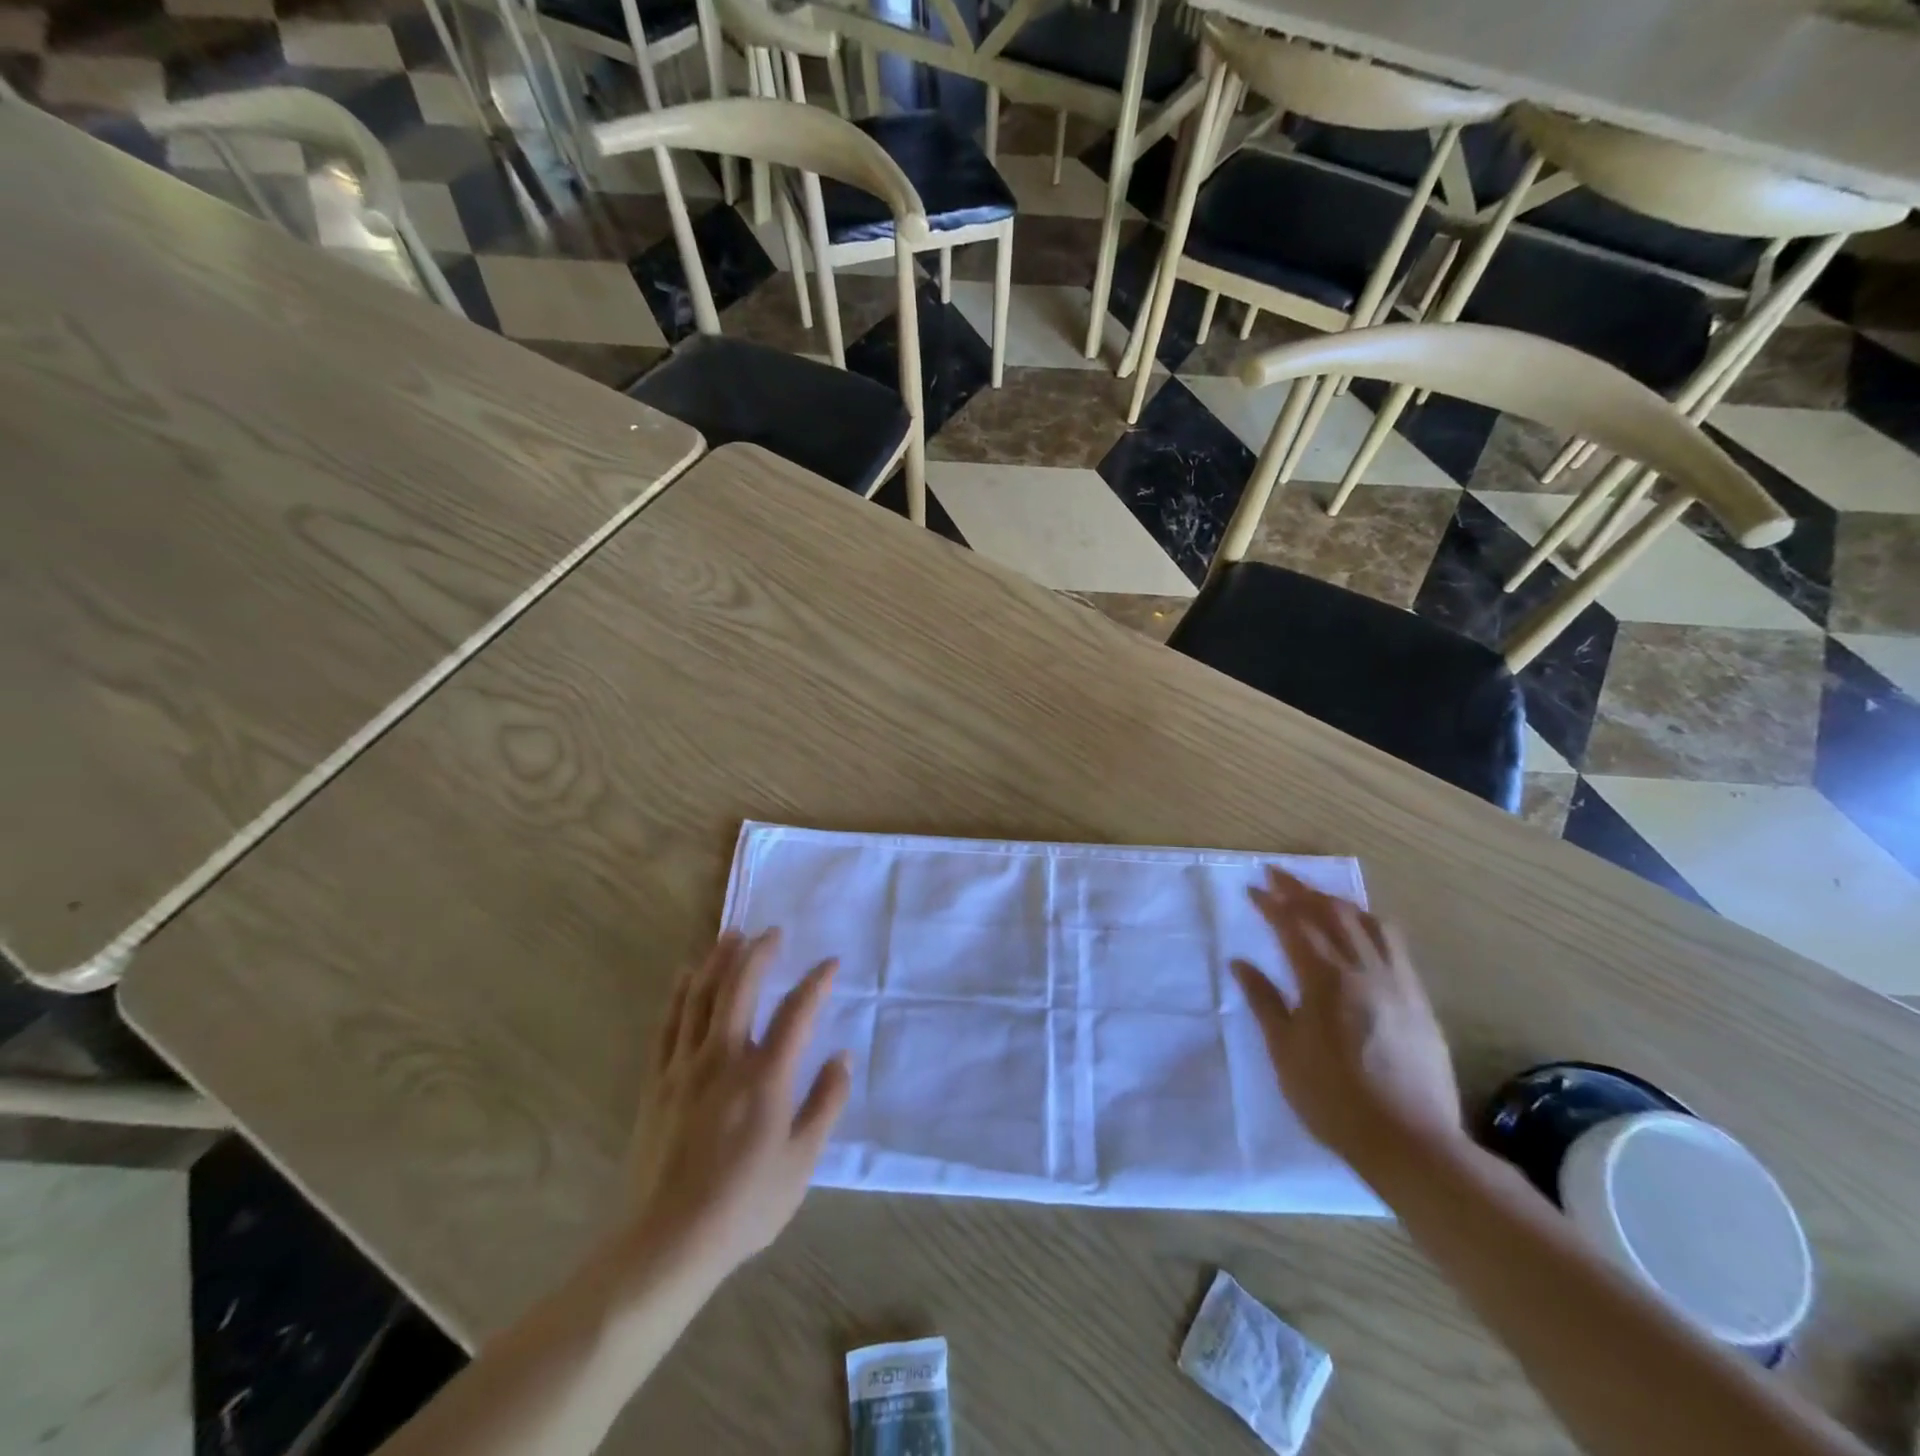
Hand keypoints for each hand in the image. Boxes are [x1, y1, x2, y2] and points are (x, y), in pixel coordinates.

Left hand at [621, 929, 850, 1282]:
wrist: (668, 1243)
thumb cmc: (745, 1204)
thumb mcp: (802, 1160)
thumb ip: (826, 1102)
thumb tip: (843, 1056)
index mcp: (766, 1076)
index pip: (797, 1011)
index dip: (817, 982)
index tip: (830, 963)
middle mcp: (725, 1058)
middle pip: (741, 988)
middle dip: (759, 953)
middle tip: (772, 932)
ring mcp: (685, 1066)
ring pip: (702, 996)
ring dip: (719, 960)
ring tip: (731, 935)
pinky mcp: (657, 1081)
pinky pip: (669, 1023)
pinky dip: (680, 993)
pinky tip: (687, 975)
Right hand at [1232, 867, 1463, 1179]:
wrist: (1410, 1142)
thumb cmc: (1333, 1099)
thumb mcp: (1285, 1051)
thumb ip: (1264, 1001)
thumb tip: (1240, 963)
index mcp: (1325, 980)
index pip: (1294, 926)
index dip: (1271, 903)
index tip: (1251, 888)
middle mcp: (1364, 970)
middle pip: (1331, 913)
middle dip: (1301, 890)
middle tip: (1277, 875)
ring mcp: (1398, 982)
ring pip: (1368, 922)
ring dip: (1337, 901)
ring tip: (1317, 896)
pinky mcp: (1419, 999)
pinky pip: (1394, 944)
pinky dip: (1371, 924)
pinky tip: (1363, 930)